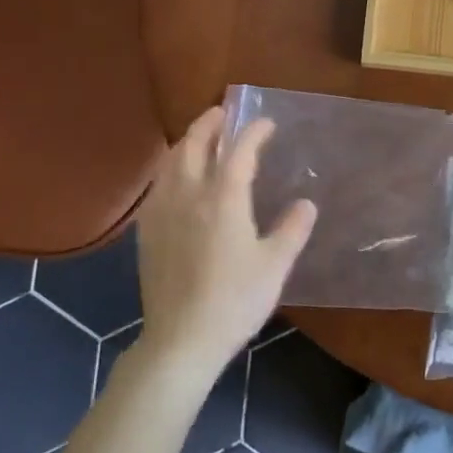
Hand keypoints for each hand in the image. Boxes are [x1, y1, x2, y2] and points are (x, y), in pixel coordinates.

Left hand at [135, 108, 315, 380]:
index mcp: (223, 198)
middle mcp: (189, 194)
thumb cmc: (235, 300)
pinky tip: (176, 178)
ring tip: (201, 138)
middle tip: (224, 113)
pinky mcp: (147, 230)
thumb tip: (306, 204)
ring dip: (187, 141)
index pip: (239, 150)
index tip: (266, 123)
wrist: (182, 339)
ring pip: (171, 161)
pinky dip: (171, 167)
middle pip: (195, 144)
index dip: (253, 131)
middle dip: (210, 123)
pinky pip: (157, 184)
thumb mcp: (275, 265)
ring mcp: (162, 211)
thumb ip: (292, 230)